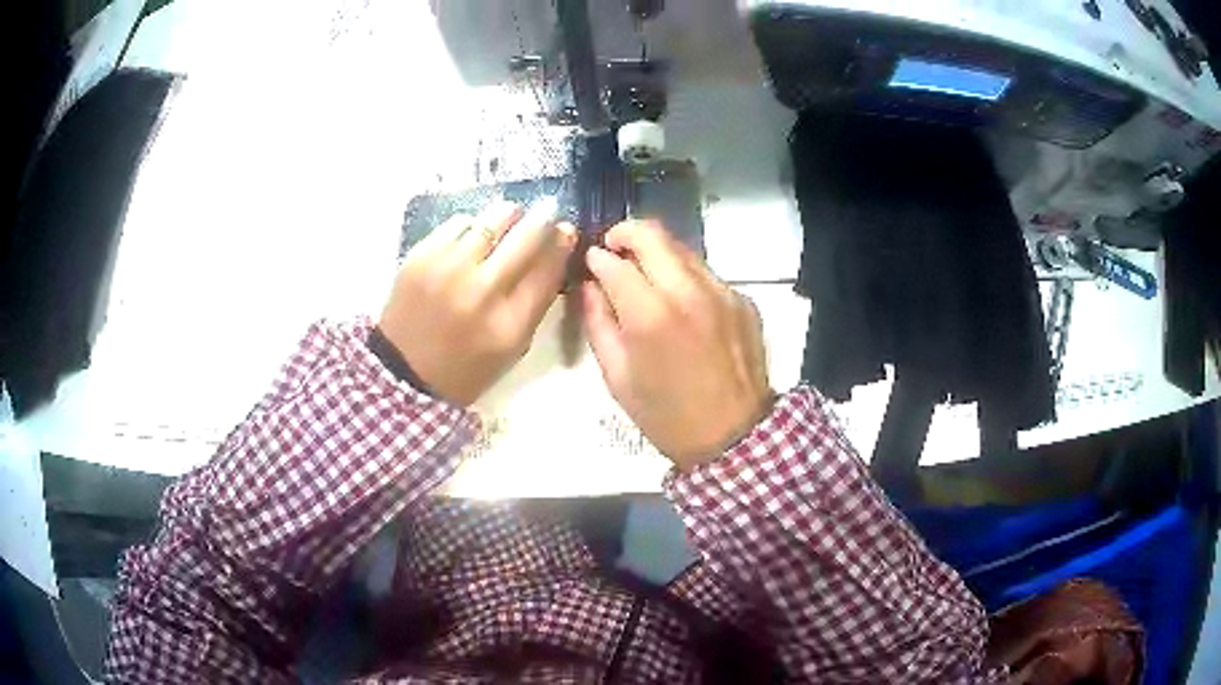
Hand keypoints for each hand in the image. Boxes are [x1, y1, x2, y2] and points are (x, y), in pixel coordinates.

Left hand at [379, 200, 576, 405]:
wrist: (404, 372)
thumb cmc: (466, 366)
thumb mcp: (512, 347)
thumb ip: (536, 302)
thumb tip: (556, 250)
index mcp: (510, 324)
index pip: (548, 269)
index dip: (561, 243)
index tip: (565, 229)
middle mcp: (482, 292)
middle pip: (526, 237)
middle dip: (543, 218)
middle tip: (547, 208)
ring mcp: (449, 270)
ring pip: (492, 220)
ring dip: (508, 215)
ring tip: (511, 215)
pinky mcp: (422, 257)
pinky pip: (459, 223)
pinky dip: (472, 225)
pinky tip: (473, 235)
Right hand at [582, 220, 773, 470]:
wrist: (733, 436)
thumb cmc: (666, 415)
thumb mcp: (616, 377)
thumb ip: (598, 323)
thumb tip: (590, 286)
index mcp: (650, 315)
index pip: (614, 262)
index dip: (596, 259)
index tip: (591, 264)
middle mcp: (688, 291)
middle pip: (652, 234)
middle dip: (625, 234)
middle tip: (614, 249)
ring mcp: (722, 292)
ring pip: (682, 249)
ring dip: (657, 254)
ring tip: (646, 278)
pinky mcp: (743, 300)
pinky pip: (706, 274)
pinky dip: (685, 279)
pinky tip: (682, 307)